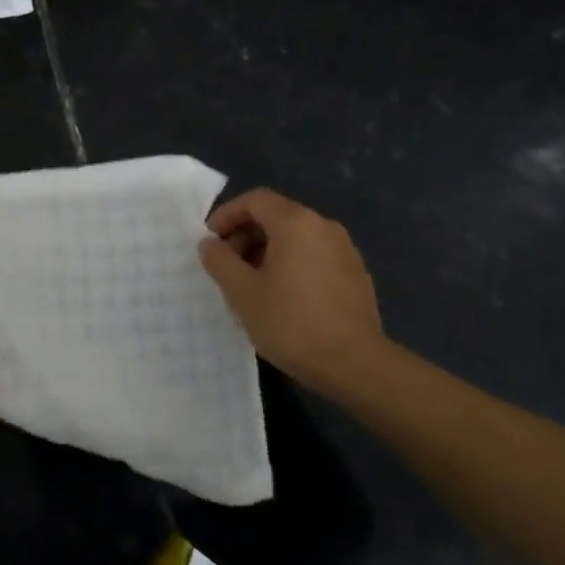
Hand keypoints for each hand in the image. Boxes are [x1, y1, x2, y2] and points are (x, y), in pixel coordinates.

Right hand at [198, 188, 390, 400]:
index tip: (210, 241)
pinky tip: (281, 297)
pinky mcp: (355, 274)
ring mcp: (344, 249)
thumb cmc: (291, 322)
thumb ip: (220, 261)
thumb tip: (210, 244)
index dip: (227, 214)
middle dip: (245, 235)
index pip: (255, 200)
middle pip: (276, 216)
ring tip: (250, 285)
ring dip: (266, 252)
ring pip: (296, 238)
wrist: (354, 364)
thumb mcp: (242, 292)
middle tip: (226, 266)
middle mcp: (323, 226)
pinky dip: (291, 265)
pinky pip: (314, 256)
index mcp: (295, 223)